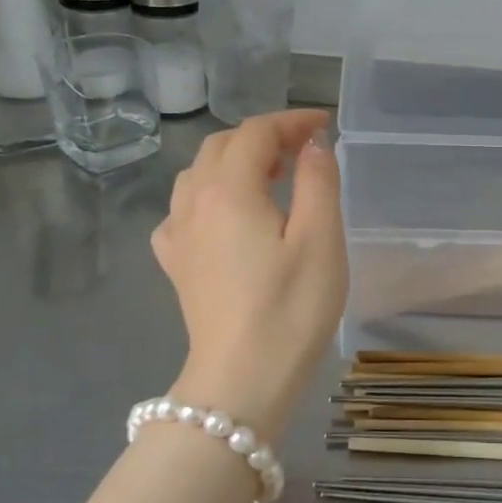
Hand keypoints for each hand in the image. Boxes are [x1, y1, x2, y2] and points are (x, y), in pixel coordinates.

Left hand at [152, 110, 347, 434]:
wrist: (242, 381)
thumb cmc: (291, 308)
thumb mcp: (320, 239)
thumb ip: (318, 180)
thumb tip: (312, 145)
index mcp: (229, 189)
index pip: (256, 133)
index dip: (291, 121)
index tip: (325, 125)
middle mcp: (193, 202)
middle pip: (222, 147)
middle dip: (264, 137)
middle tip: (304, 149)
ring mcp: (178, 235)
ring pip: (199, 174)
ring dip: (235, 162)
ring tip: (272, 176)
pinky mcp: (176, 264)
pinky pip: (185, 210)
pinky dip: (210, 196)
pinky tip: (228, 216)